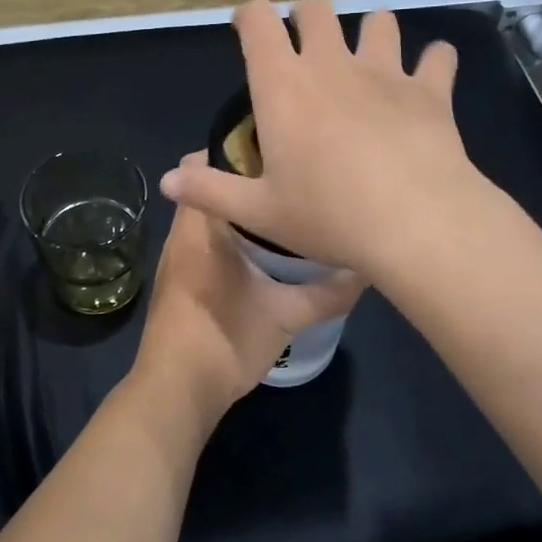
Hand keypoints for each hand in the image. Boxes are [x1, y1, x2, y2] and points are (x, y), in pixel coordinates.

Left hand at [132, 153, 364, 426]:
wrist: (176, 392)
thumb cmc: (224, 340)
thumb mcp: (285, 316)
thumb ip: (327, 292)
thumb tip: (365, 270)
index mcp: (199, 227)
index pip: (200, 163)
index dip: (234, 148)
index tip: (275, 148)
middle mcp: (182, 234)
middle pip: (209, 189)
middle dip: (246, 181)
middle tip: (292, 179)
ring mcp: (177, 258)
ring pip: (209, 218)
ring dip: (241, 212)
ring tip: (287, 210)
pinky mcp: (181, 280)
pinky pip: (207, 241)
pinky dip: (232, 237)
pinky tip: (267, 253)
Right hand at [159, 0, 481, 278]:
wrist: (415, 223)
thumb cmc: (328, 216)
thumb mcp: (259, 212)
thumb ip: (209, 191)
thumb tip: (167, 181)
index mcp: (283, 86)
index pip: (259, 22)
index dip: (250, 15)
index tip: (248, 27)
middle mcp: (331, 65)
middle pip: (317, 10)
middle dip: (306, 18)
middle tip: (305, 47)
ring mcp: (385, 72)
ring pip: (379, 21)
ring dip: (370, 31)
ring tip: (368, 57)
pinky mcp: (430, 90)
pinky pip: (438, 56)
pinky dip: (434, 61)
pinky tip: (430, 76)